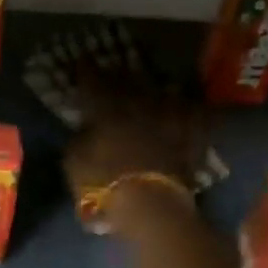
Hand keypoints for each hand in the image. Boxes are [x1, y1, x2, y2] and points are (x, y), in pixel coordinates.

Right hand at [64, 68, 201, 228]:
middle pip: (128, 82)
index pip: (93, 81)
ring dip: (153, 88)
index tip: (82, 62)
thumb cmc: (103, 184)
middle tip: (113, 72)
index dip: (86, 70)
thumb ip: (79, 139)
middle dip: (119, 76)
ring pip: (161, 93)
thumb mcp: (74, 163)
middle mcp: (138, 105)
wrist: (151, 206)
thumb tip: (85, 127)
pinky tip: (189, 106)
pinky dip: (190, 110)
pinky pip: (193, 116)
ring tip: (149, 87)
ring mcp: (167, 119)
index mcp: (106, 108)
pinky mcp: (189, 137)